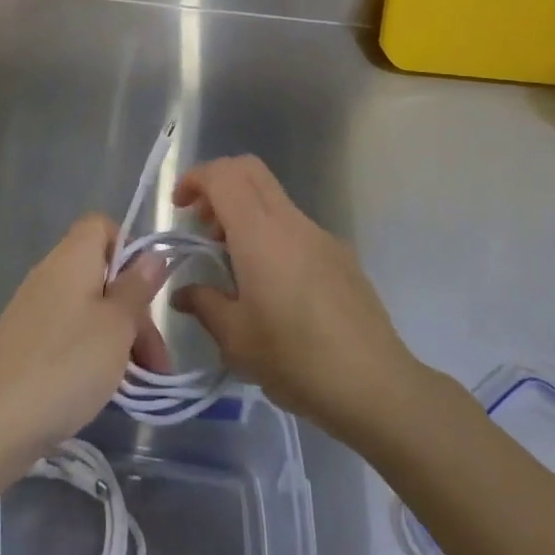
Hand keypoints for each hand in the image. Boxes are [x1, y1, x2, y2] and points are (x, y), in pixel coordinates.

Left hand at [0, 216, 169, 472]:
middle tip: (155, 363)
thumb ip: (136, 289)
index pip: (102, 226)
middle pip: (100, 274)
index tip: (145, 293)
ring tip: (135, 383)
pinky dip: (87, 354)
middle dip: (133, 312)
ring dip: (115, 338)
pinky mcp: (20, 343)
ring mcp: (31, 309)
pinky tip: (98, 389)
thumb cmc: (64, 365)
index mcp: (72, 257)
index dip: (128, 250)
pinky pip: (65, 334)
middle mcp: (49, 273)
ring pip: (86, 309)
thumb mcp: (116, 327)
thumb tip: (152, 255)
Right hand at [172, 156, 417, 439]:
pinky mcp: (340, 253)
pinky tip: (273, 285)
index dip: (195, 178)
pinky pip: (295, 225)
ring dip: (245, 211)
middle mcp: (290, 221)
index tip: (179, 207)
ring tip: (233, 262)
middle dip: (219, 184)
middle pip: (250, 170)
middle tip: (203, 225)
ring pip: (273, 197)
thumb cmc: (295, 359)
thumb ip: (204, 304)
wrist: (375, 384)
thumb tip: (183, 293)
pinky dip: (271, 234)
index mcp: (259, 233)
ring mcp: (320, 234)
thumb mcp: (236, 339)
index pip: (223, 175)